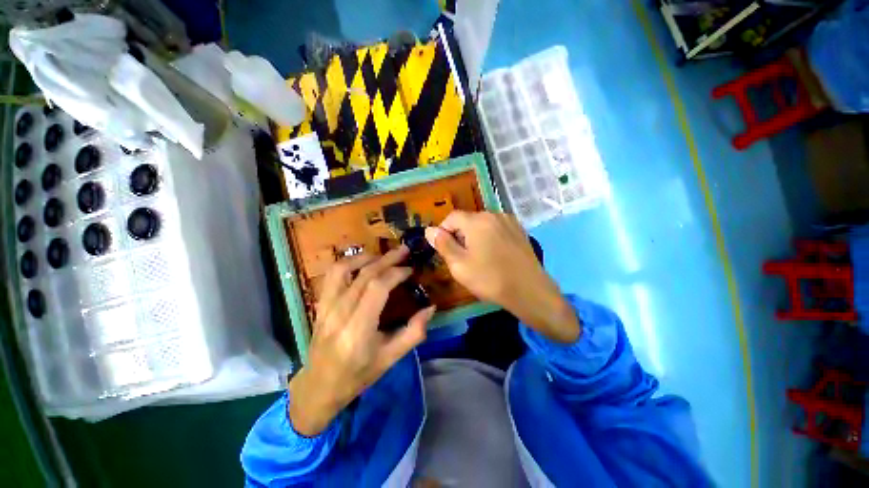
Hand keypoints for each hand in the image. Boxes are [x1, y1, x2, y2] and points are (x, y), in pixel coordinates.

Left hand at [288, 246, 435, 436]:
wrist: (319, 385)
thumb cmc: (358, 375)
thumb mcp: (391, 358)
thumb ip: (413, 333)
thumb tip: (431, 308)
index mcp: (358, 330)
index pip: (377, 287)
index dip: (396, 273)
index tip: (410, 270)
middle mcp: (339, 313)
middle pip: (364, 274)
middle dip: (387, 259)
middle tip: (404, 250)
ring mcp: (326, 306)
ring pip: (344, 268)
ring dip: (366, 257)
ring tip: (383, 255)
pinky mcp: (320, 303)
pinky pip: (333, 275)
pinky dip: (349, 262)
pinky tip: (362, 262)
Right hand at [425, 211, 578, 342]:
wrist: (530, 291)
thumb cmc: (490, 279)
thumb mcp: (459, 265)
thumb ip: (443, 244)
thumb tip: (429, 230)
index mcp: (477, 221)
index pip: (451, 217)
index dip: (443, 231)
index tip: (445, 250)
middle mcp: (493, 214)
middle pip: (467, 220)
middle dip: (459, 235)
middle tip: (462, 258)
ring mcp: (509, 221)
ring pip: (482, 225)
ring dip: (474, 237)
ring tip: (479, 258)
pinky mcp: (519, 230)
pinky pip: (496, 229)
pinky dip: (489, 238)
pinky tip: (494, 256)